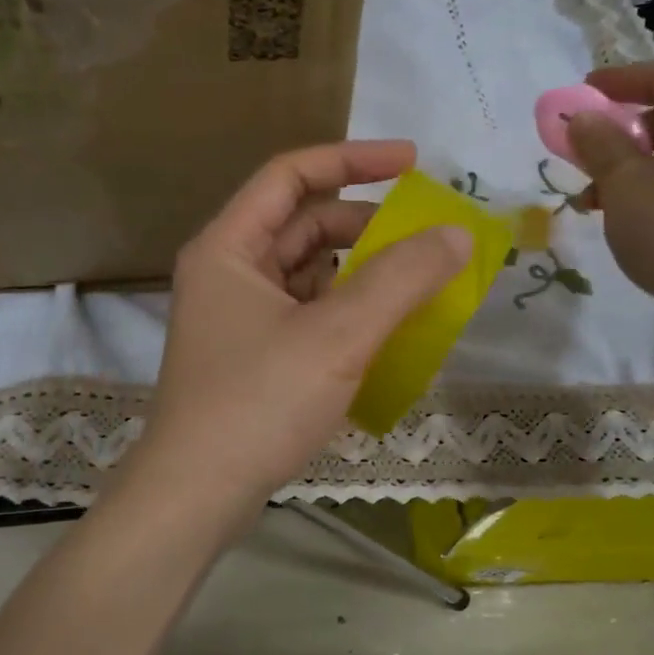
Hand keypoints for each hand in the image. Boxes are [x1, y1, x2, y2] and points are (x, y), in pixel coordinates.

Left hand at [128, 141, 471, 516]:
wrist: (197, 495)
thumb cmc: (258, 403)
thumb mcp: (338, 335)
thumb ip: (401, 279)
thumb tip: (457, 234)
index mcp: (230, 247)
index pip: (291, 175)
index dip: (352, 159)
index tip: (412, 162)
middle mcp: (227, 272)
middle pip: (302, 225)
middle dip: (365, 225)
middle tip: (424, 239)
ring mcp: (236, 317)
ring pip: (307, 273)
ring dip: (359, 272)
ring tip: (416, 285)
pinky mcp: (251, 356)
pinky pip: (306, 314)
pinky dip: (345, 312)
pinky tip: (384, 331)